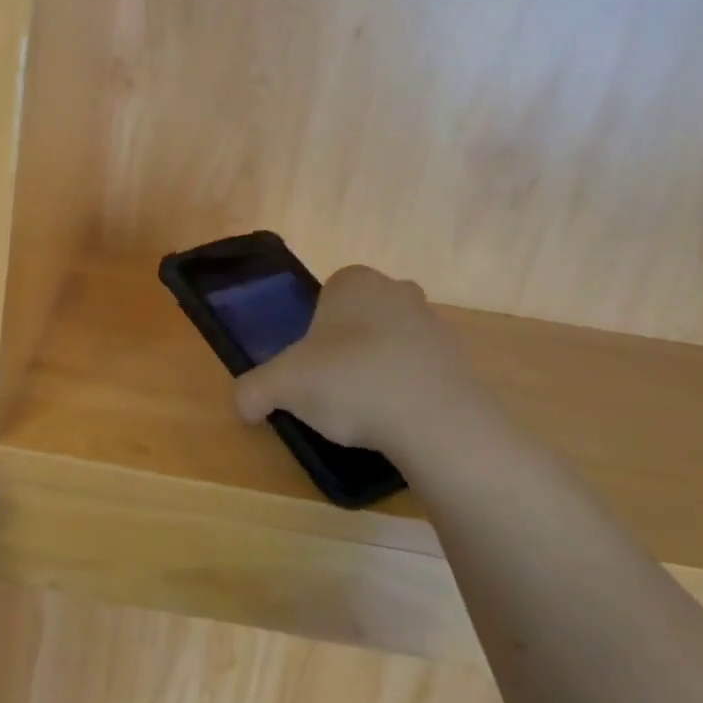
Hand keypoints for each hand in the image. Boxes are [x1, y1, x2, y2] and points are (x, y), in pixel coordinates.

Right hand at [233, 266, 506, 457]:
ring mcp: (434, 324)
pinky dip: (404, 391)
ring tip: (364, 411)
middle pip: (358, 319)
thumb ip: (252, 391)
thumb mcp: (281, 386)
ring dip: (375, 369)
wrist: (435, 421)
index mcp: (354, 281)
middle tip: (330, 388)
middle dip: (344, 348)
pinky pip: (418, 372)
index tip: (308, 367)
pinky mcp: (459, 360)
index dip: (311, 333)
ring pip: (389, 344)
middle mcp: (397, 291)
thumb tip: (243, 407)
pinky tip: (394, 421)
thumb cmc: (351, 381)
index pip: (324, 296)